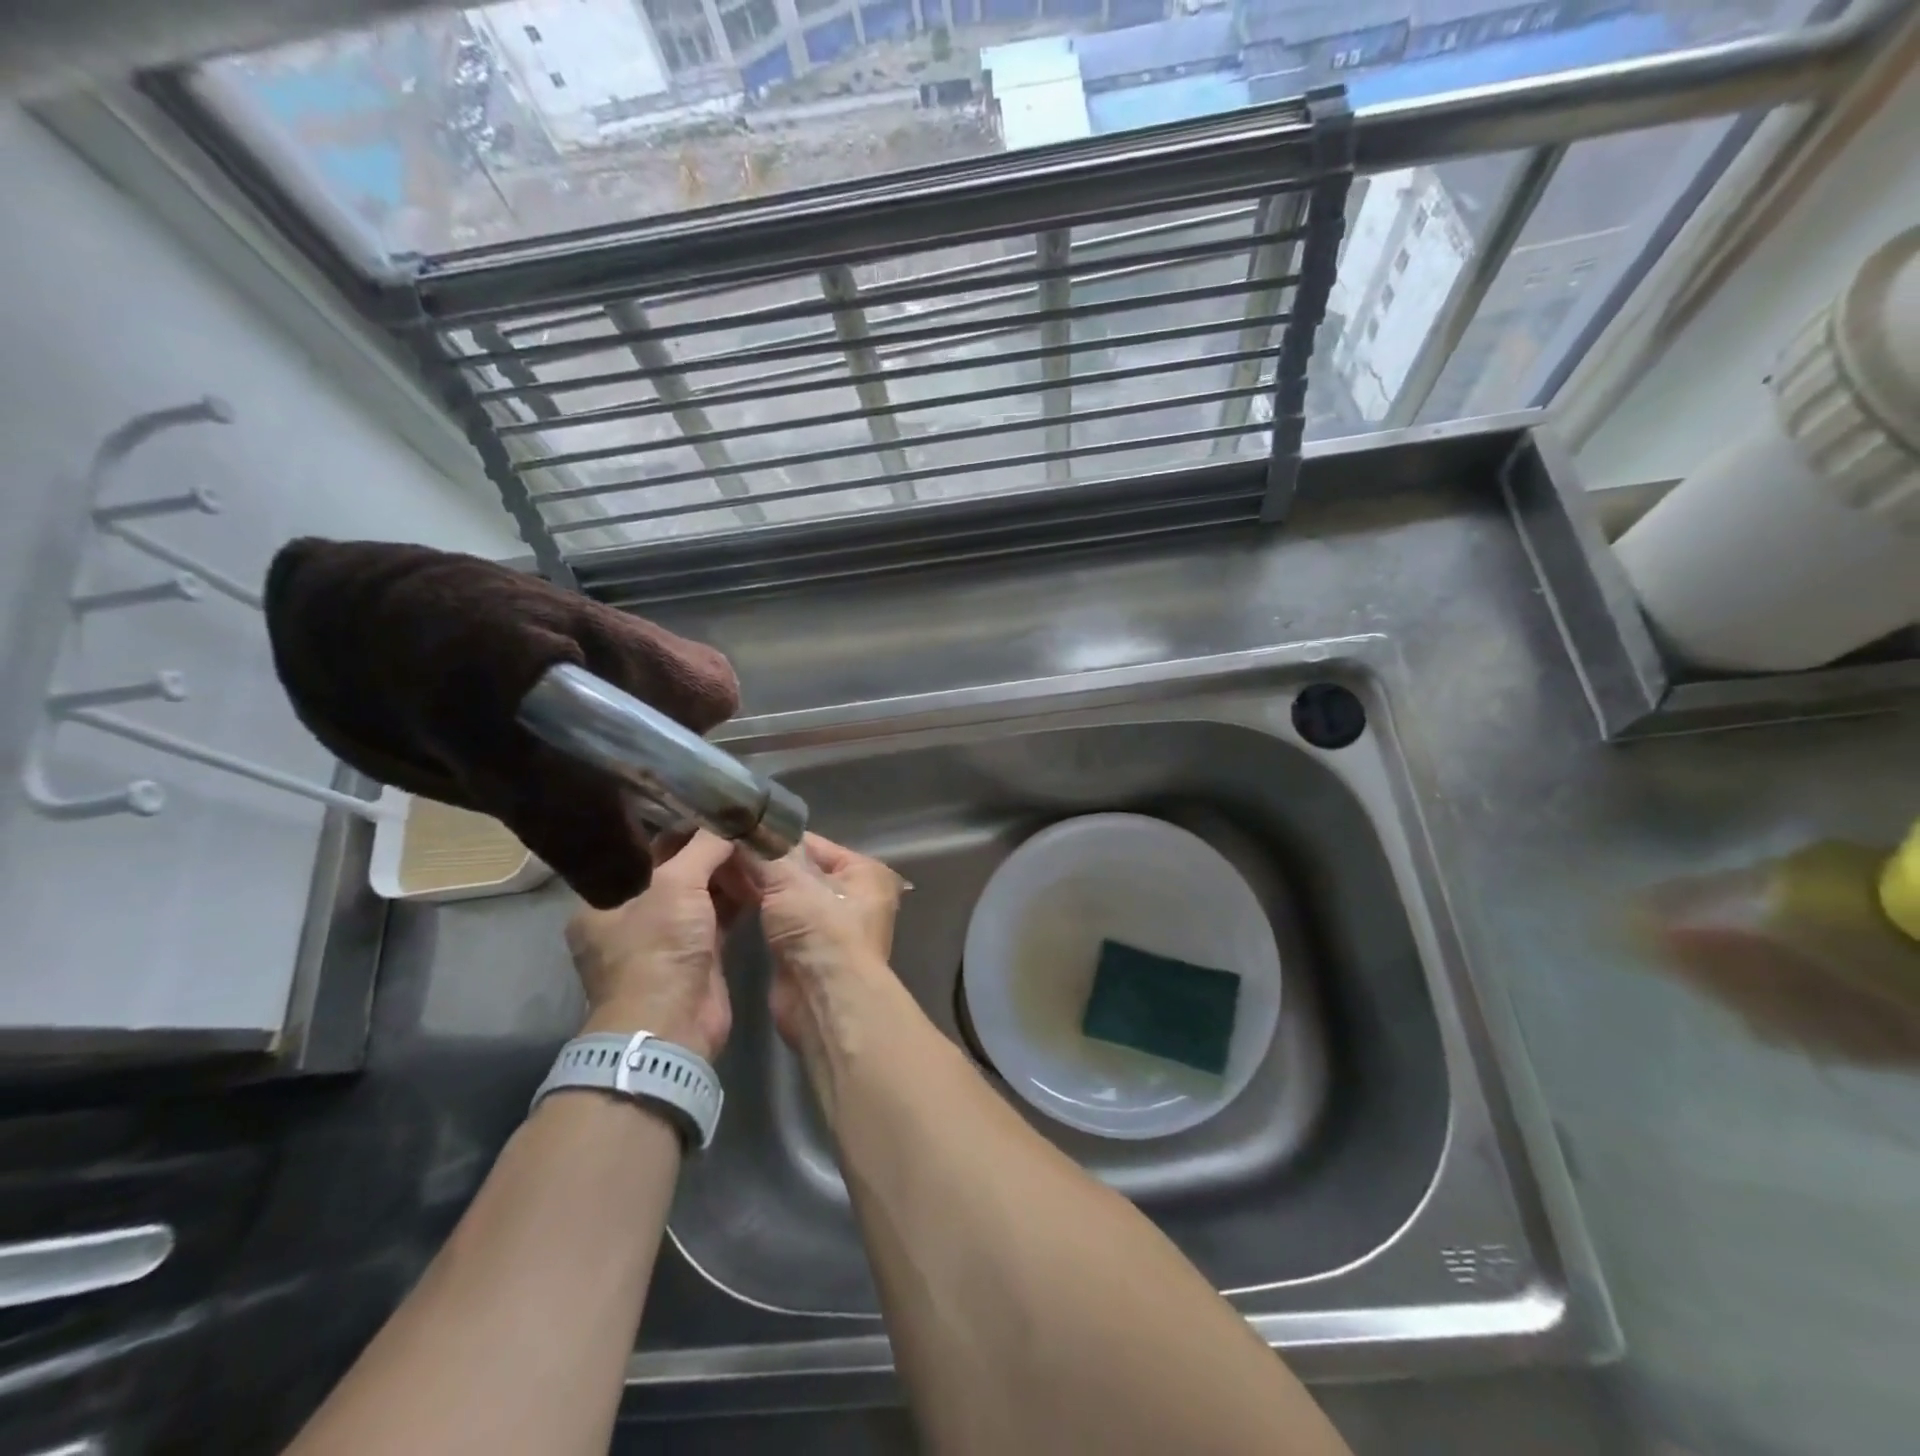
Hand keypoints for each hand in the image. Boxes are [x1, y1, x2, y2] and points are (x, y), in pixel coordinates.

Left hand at [564, 830, 745, 1061]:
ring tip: (756, 847)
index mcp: (604, 901)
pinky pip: (718, 916)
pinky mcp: (697, 956)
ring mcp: (665, 939)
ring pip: (699, 895)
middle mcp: (631, 918)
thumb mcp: (676, 885)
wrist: (673, 1025)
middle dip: (708, 852)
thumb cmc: (659, 948)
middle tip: (742, 826)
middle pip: (674, 872)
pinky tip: (759, 878)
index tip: (713, 811)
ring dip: (725, 875)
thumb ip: (704, 848)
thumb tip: (731, 821)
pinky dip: (736, 899)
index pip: (643, 852)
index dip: (678, 830)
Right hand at [733, 834, 904, 1051]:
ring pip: (788, 896)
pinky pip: (779, 919)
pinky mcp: (808, 950)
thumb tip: (741, 830)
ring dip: (758, 885)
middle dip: (764, 862)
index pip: (815, 844)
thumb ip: (765, 854)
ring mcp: (831, 926)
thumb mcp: (792, 881)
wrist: (824, 998)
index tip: (740, 830)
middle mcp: (854, 896)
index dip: (777, 838)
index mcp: (865, 872)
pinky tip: (728, 895)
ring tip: (718, 867)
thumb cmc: (821, 929)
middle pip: (801, 870)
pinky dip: (759, 908)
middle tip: (722, 849)